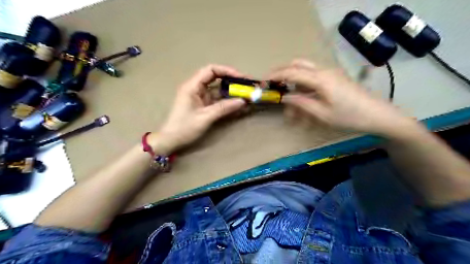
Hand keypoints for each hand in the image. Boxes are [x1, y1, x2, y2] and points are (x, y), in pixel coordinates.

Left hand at [149, 63, 245, 154]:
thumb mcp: (205, 117)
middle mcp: (195, 88)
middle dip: (231, 80)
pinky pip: (216, 98)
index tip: (241, 78)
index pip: (211, 70)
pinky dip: (226, 100)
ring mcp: (199, 96)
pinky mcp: (202, 104)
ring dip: (230, 91)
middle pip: (215, 77)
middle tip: (246, 85)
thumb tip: (243, 101)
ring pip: (217, 88)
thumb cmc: (184, 128)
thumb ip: (224, 108)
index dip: (227, 71)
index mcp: (192, 86)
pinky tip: (236, 103)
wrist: (171, 140)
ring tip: (244, 94)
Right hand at [268, 60, 417, 137]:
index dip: (276, 76)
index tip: (263, 81)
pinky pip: (314, 81)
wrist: (378, 116)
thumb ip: (301, 103)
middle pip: (298, 64)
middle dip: (283, 73)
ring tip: (291, 109)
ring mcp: (331, 74)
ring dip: (294, 87)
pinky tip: (304, 107)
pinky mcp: (335, 80)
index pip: (292, 72)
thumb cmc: (349, 117)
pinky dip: (305, 91)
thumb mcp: (322, 114)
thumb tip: (285, 97)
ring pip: (306, 75)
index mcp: (320, 79)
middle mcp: (324, 71)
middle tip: (273, 84)